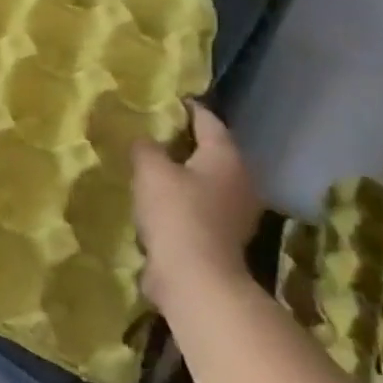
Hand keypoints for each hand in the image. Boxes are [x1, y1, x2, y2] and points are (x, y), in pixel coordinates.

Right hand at [131, 103, 263, 310]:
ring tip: (151, 170)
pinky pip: (199, 209)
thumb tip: (143, 139)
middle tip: (154, 135)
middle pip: (210, 152)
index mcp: (226, 157)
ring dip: (182, 176)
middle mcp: (239, 180)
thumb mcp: (151, 170)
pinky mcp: (222, 239)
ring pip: (205, 182)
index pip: (208, 120)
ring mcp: (235, 213)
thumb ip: (145, 147)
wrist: (195, 280)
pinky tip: (157, 205)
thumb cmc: (177, 214)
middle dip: (184, 143)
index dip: (187, 108)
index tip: (168, 101)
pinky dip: (182, 203)